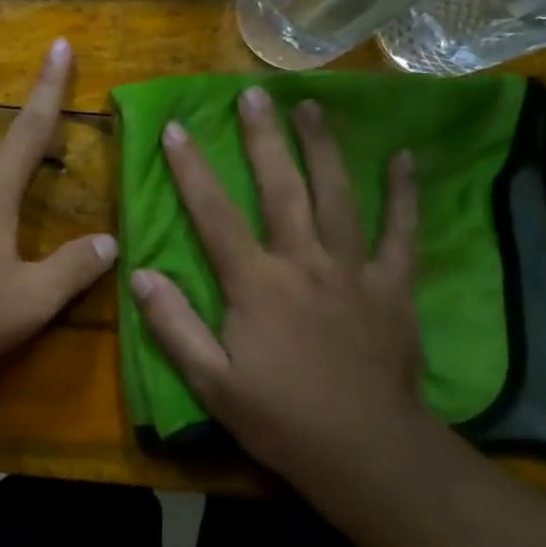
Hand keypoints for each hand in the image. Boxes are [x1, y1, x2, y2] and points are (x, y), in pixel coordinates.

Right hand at [130, 87, 435, 493]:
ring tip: (312, 106)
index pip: (215, 215)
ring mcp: (353, 270)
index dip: (192, 169)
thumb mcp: (210, 382)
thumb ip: (173, 325)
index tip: (177, 128)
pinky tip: (405, 158)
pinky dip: (403, 194)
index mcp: (256, 284)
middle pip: (282, 188)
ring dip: (323, 148)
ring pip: (338, 196)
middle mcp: (304, 263)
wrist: (365, 452)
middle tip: (255, 94)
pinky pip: (401, 232)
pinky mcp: (392, 286)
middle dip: (264, 138)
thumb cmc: (280, 419)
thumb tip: (140, 273)